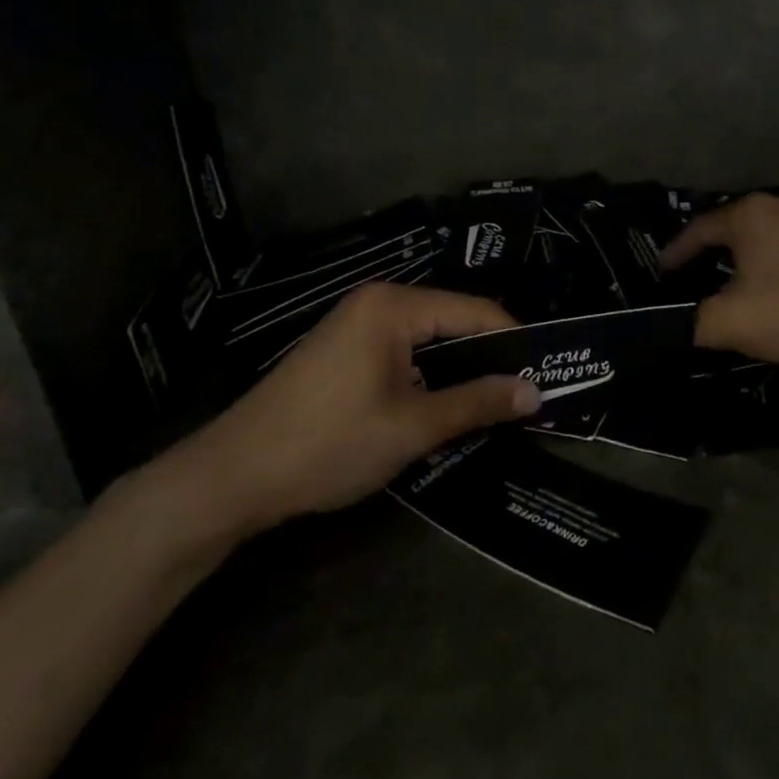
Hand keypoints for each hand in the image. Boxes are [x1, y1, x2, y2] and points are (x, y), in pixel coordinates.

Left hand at [164, 283, 537, 541]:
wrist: (233, 476)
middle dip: (488, 357)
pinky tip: (445, 404)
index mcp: (395, 306)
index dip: (513, 341)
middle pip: (452, 321)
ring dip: (459, 370)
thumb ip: (476, 404)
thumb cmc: (328, 443)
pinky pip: (403, 352)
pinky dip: (429, 376)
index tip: (545, 373)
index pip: (474, 311)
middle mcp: (377, 302)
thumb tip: (534, 392)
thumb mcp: (412, 427)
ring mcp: (356, 325)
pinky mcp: (344, 350)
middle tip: (525, 393)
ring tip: (495, 402)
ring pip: (428, 340)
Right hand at [661, 194, 778, 364]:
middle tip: (692, 277)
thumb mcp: (732, 321)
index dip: (676, 252)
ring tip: (731, 286)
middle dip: (709, 254)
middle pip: (731, 229)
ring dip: (744, 261)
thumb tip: (679, 327)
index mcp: (747, 215)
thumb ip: (695, 323)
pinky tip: (775, 291)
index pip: (698, 230)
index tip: (662, 272)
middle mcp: (778, 207)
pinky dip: (773, 267)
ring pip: (763, 239)